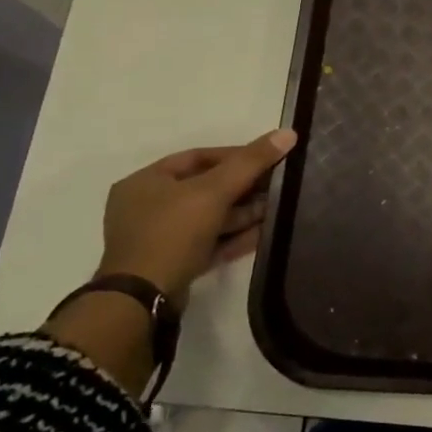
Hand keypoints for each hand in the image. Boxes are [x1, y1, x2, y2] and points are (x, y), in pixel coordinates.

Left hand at [97, 130, 299, 298]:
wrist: (143, 298)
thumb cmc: (173, 232)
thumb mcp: (214, 191)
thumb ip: (251, 162)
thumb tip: (288, 133)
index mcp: (146, 181)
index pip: (197, 157)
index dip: (235, 155)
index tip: (268, 159)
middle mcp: (147, 206)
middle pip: (205, 188)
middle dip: (244, 188)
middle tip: (277, 187)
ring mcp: (159, 237)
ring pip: (209, 218)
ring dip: (243, 214)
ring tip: (277, 209)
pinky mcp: (173, 263)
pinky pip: (208, 242)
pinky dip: (234, 236)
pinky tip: (264, 234)